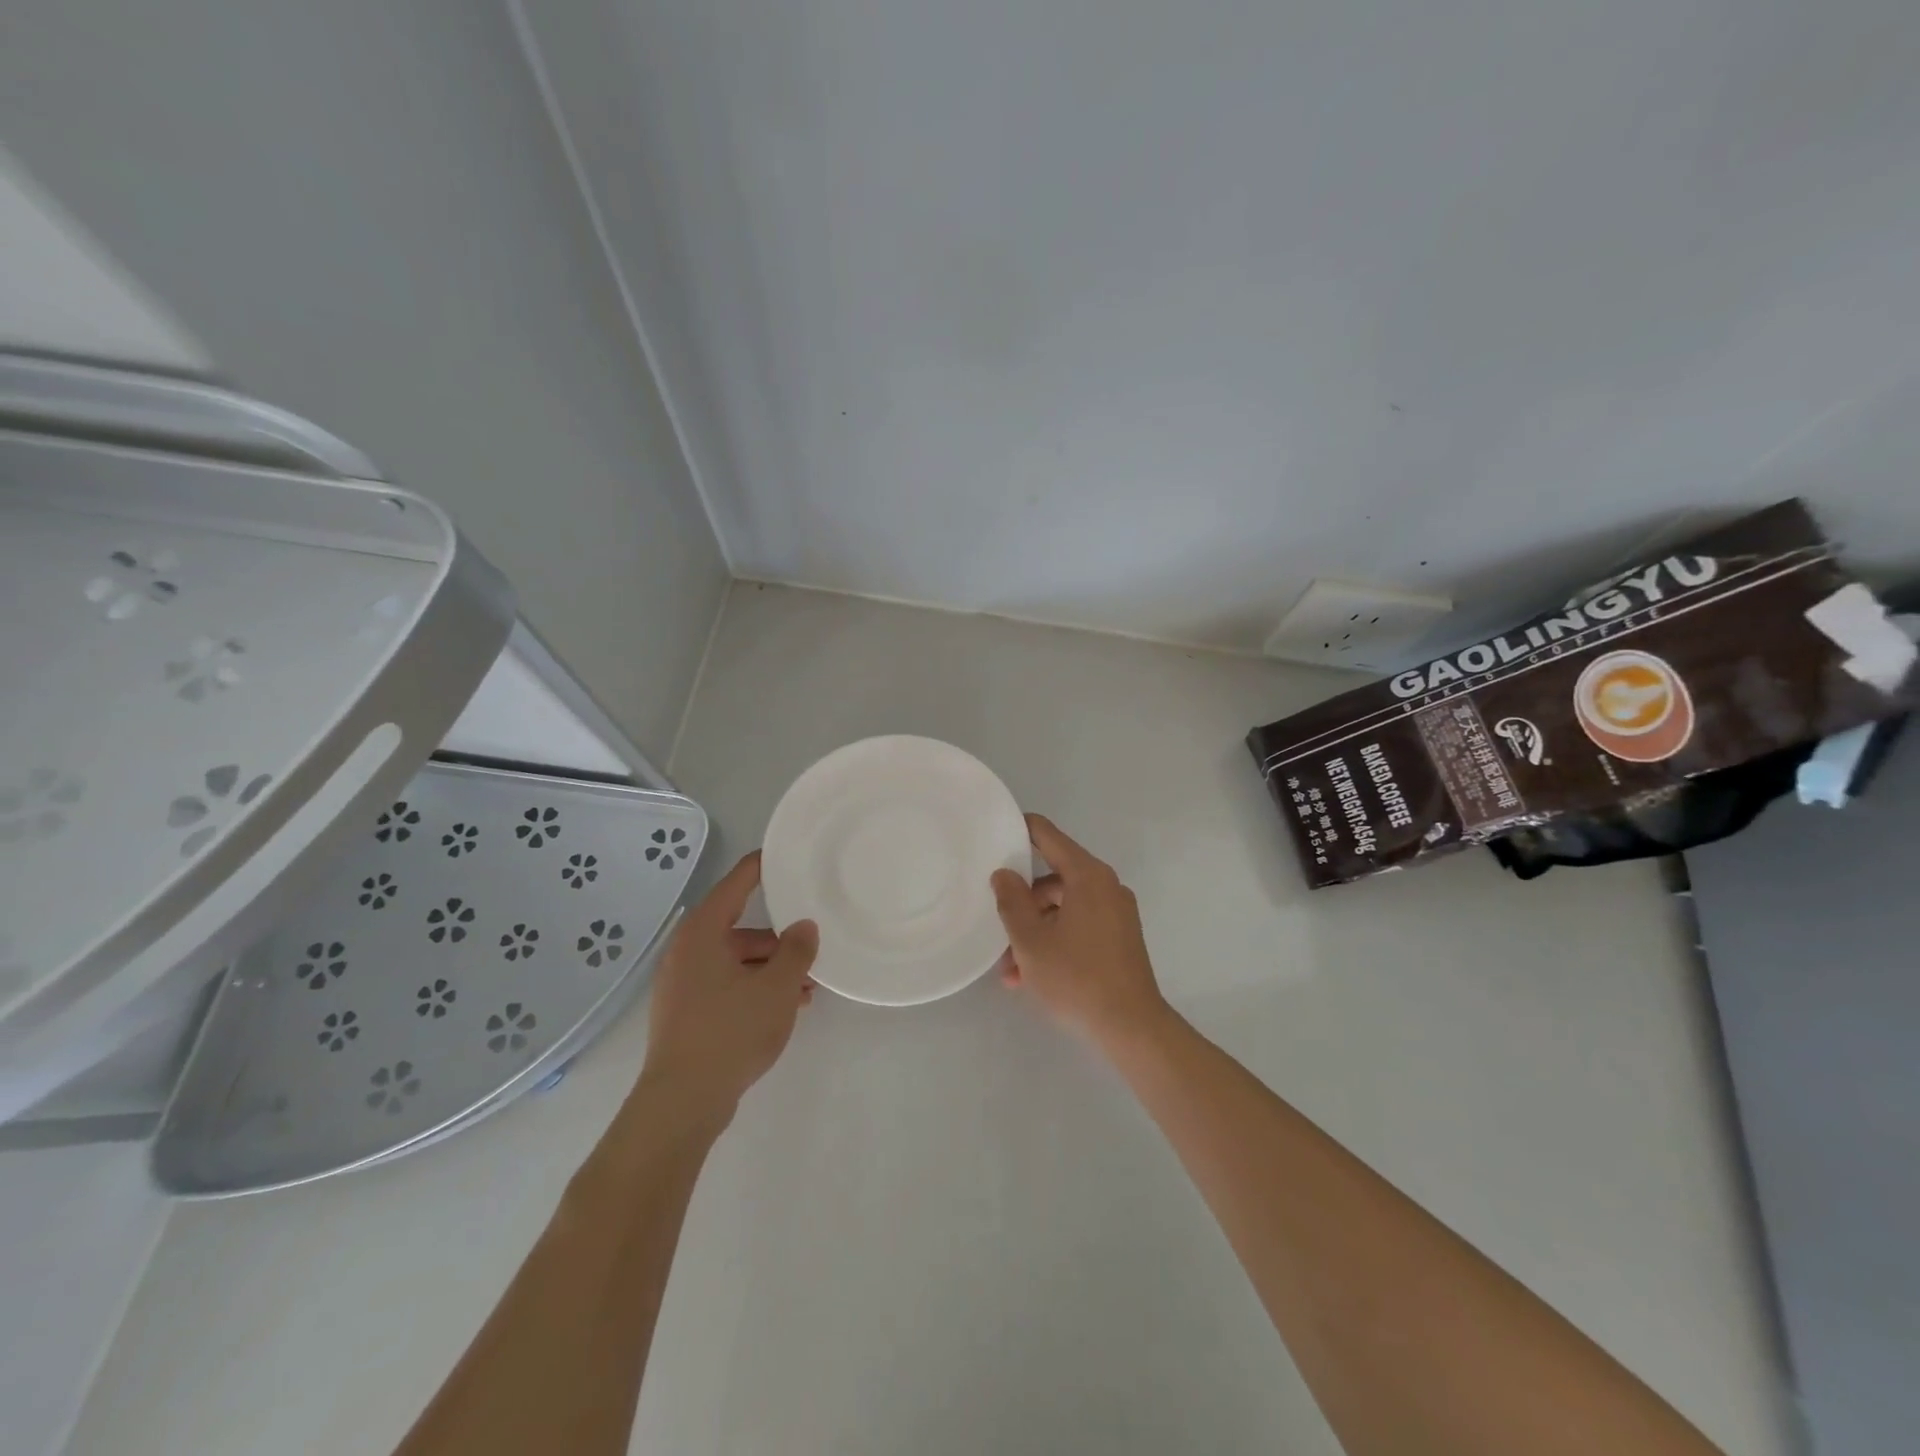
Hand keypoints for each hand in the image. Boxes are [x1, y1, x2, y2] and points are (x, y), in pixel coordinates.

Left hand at [642, 852, 818, 1123]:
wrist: (683, 1102)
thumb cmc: (730, 1031)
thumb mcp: (776, 987)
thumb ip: (796, 950)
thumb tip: (804, 927)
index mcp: (702, 934)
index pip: (735, 884)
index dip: (759, 867)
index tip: (782, 855)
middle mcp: (687, 952)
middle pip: (739, 928)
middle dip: (778, 939)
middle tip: (811, 944)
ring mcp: (683, 985)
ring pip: (736, 962)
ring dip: (771, 969)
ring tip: (808, 986)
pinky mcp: (686, 1014)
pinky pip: (727, 986)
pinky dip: (755, 988)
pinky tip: (786, 1007)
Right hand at [990, 814, 1170, 1049]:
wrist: (1132, 1028)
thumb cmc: (1077, 978)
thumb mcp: (1030, 941)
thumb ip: (1012, 902)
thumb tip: (1004, 874)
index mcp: (1087, 876)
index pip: (1048, 836)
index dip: (1021, 829)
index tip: (995, 832)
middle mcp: (1106, 886)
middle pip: (1053, 878)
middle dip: (1022, 904)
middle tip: (997, 927)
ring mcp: (1116, 912)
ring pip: (1063, 908)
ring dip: (1035, 931)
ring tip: (1010, 970)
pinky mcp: (1120, 937)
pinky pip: (1079, 926)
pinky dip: (1055, 941)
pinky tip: (1031, 976)